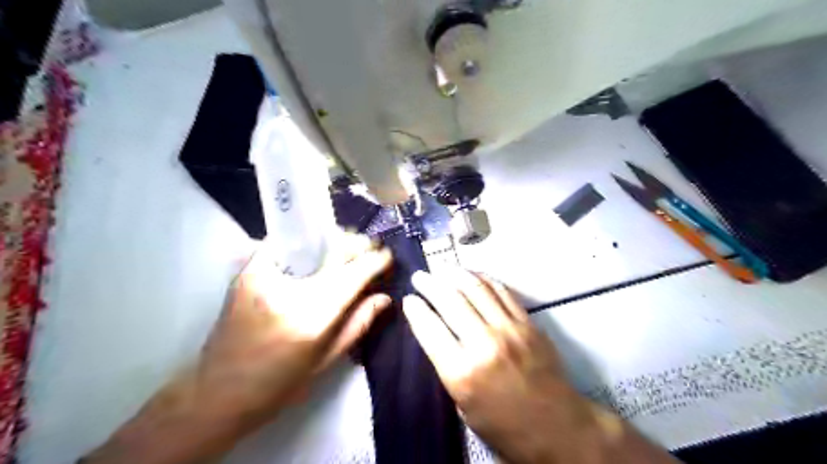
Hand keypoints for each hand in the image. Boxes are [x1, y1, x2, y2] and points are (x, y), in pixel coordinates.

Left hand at [199, 237, 393, 425]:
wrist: (216, 391)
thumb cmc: (278, 385)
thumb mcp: (325, 361)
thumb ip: (358, 324)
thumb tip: (384, 297)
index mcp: (311, 317)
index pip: (353, 275)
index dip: (375, 260)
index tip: (387, 256)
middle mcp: (289, 290)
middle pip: (333, 249)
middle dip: (357, 243)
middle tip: (370, 248)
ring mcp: (264, 277)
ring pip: (310, 240)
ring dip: (334, 240)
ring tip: (348, 248)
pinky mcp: (247, 273)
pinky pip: (284, 245)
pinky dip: (306, 244)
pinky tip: (316, 252)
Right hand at [404, 269, 673, 463]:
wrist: (558, 428)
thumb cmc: (505, 426)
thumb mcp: (463, 406)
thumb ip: (448, 367)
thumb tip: (436, 333)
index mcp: (462, 372)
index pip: (429, 328)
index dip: (415, 309)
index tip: (408, 299)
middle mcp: (485, 344)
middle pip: (450, 300)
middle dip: (429, 284)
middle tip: (420, 276)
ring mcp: (510, 329)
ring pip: (476, 288)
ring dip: (454, 273)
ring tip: (442, 268)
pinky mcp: (528, 323)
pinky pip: (502, 291)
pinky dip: (483, 278)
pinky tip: (472, 275)